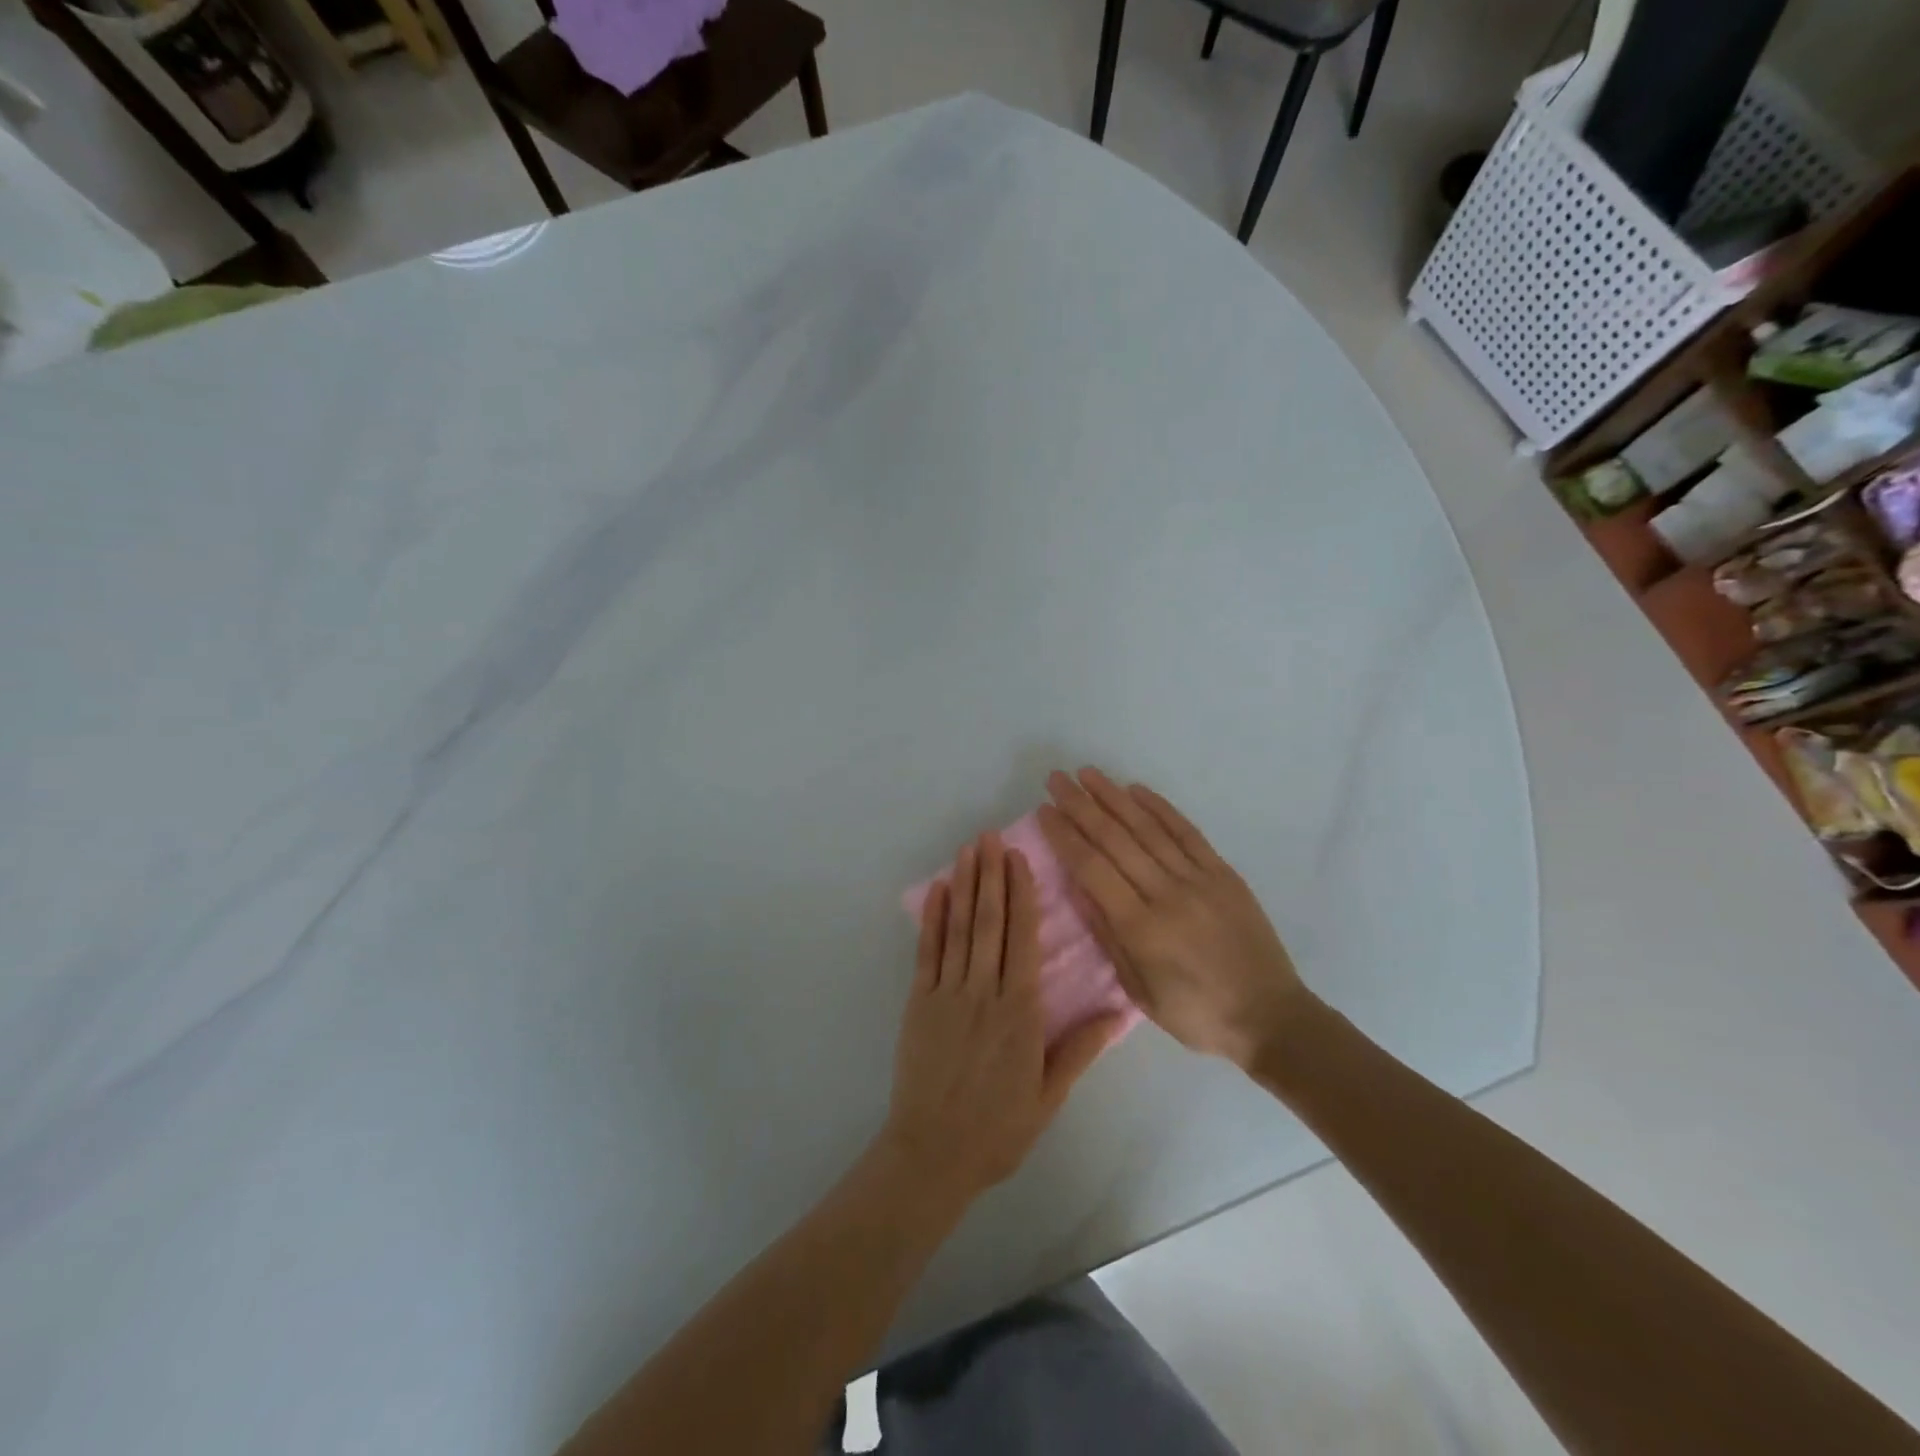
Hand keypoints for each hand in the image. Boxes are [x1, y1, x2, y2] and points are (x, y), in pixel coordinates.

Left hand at [880, 833, 1122, 1202]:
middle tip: (991, 836)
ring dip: (965, 886)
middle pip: (990, 923)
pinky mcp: (919, 1003)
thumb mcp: (1049, 1095)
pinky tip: (938, 891)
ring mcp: (947, 994)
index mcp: (1020, 1011)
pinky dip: (932, 920)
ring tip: (969, 849)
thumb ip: (1080, 1048)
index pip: (1023, 939)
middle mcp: (984, 992)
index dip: (1022, 894)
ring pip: (960, 929)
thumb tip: (1118, 1010)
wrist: (934, 1154)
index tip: (1020, 858)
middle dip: (991, 876)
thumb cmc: (999, 1128)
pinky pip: (927, 953)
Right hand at [1039, 768, 1310, 1069]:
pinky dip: (1161, 808)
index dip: (1065, 836)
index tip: (1044, 811)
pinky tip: (1138, 790)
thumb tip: (1078, 888)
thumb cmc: (1196, 1014)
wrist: (1270, 1017)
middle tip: (1056, 779)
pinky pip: (1187, 832)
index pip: (1092, 868)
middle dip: (1081, 805)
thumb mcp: (1140, 990)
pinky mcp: (1222, 874)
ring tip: (1088, 774)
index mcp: (1141, 927)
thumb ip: (1108, 936)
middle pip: (1115, 839)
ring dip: (1114, 797)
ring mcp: (1198, 879)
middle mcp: (1167, 893)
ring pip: (1148, 828)